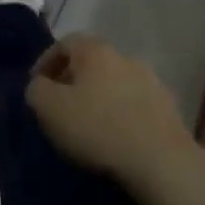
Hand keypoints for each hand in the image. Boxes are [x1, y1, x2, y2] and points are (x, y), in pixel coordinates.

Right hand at [25, 34, 204, 195]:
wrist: (161, 161)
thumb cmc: (98, 128)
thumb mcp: (49, 109)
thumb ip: (36, 90)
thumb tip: (39, 86)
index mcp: (95, 50)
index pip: (64, 43)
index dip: (46, 62)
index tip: (36, 86)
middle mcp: (124, 56)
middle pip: (91, 61)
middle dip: (72, 80)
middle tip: (59, 105)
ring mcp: (150, 80)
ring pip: (114, 82)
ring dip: (98, 97)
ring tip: (88, 124)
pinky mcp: (168, 107)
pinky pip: (134, 103)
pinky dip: (120, 113)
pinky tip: (115, 136)